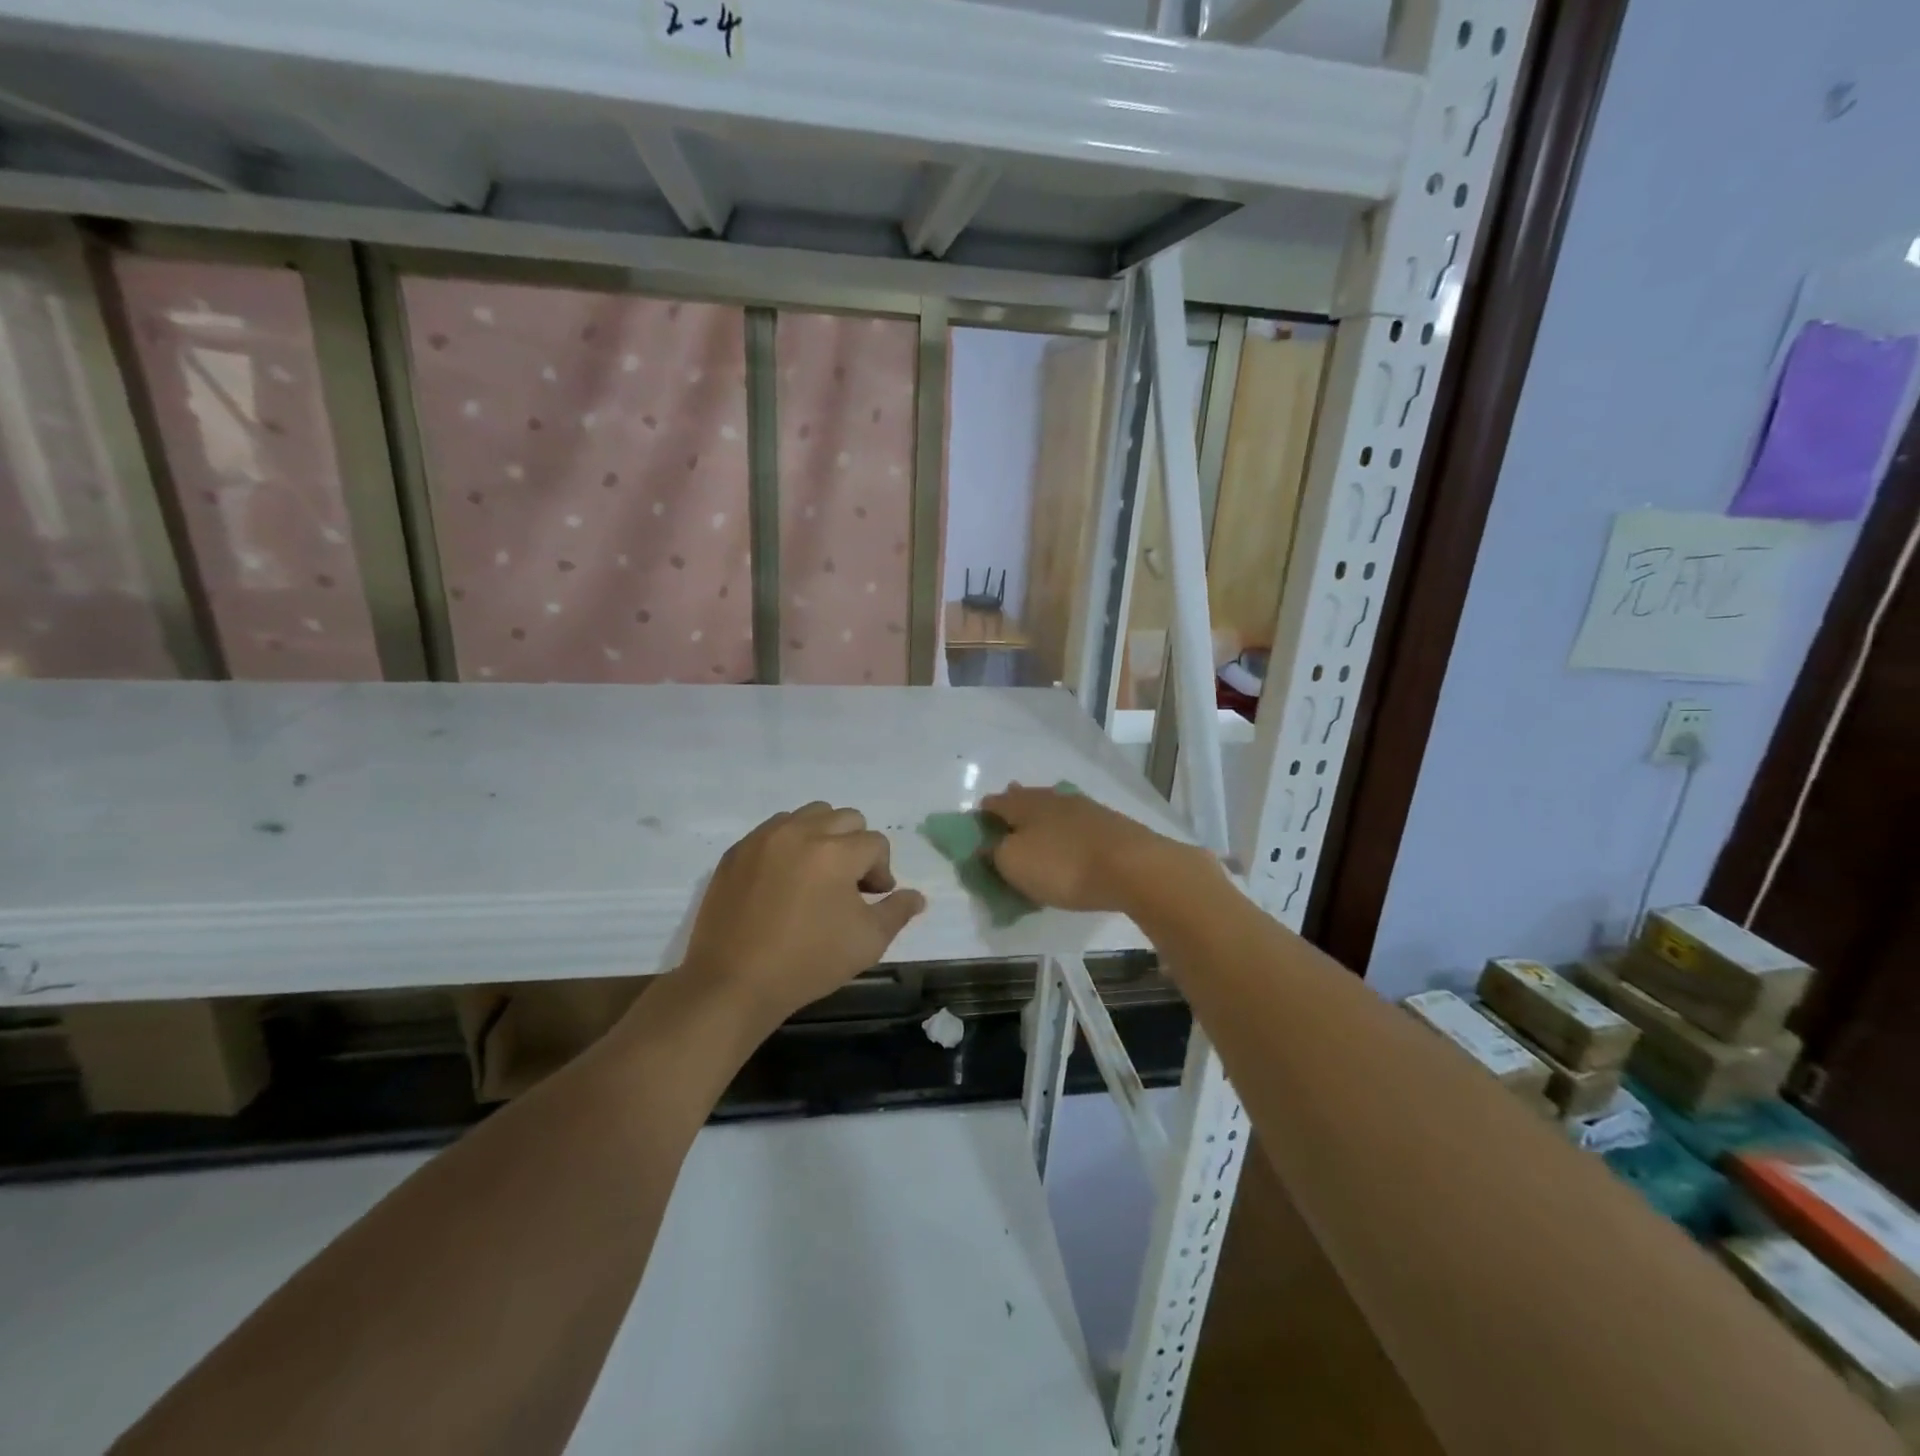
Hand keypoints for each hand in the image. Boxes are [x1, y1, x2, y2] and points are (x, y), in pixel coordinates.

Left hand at [680, 802, 925, 1032]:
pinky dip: (788, 845)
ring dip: (822, 837)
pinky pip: (773, 830)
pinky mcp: (737, 851)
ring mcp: (764, 838)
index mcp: (836, 852)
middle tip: (848, 884)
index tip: (872, 898)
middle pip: (845, 818)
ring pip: (808, 815)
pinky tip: (783, 881)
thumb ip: (897, 911)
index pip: (876, 843)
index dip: (882, 871)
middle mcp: (801, 832)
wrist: (733, 983)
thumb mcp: (867, 942)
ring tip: (816, 876)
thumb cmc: (808, 962)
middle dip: (855, 846)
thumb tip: (916, 896)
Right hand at [981, 783, 1204, 913]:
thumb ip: (994, 853)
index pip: (995, 803)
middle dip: (1014, 808)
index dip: (983, 814)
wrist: (1132, 867)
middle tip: (1006, 822)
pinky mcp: (1109, 824)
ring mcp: (1084, 808)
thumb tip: (986, 845)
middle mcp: (1052, 798)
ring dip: (1042, 817)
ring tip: (1037, 831)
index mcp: (1024, 805)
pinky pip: (1076, 823)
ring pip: (1053, 808)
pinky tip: (1069, 839)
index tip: (977, 826)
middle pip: (1026, 799)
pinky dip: (1066, 830)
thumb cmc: (1063, 866)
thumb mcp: (1014, 864)